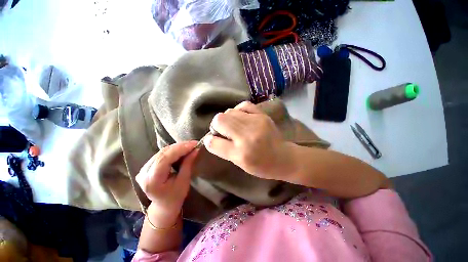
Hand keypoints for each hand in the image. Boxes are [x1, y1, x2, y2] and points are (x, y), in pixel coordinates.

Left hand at [136, 141, 198, 225]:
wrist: (163, 205)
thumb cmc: (175, 196)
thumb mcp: (184, 181)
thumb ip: (188, 163)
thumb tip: (196, 149)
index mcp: (152, 180)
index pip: (165, 159)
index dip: (180, 149)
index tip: (194, 144)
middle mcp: (144, 173)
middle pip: (163, 153)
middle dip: (180, 146)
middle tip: (194, 144)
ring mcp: (143, 169)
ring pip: (162, 152)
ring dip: (177, 147)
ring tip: (190, 145)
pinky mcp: (146, 166)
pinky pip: (161, 154)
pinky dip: (173, 150)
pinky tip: (182, 149)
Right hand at [204, 101, 296, 179]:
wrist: (284, 157)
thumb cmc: (261, 165)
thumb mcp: (240, 163)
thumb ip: (223, 150)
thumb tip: (210, 138)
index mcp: (241, 153)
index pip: (214, 142)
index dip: (210, 140)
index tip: (213, 139)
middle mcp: (247, 136)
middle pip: (219, 120)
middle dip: (216, 126)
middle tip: (223, 132)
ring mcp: (256, 122)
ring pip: (229, 112)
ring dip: (227, 119)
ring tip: (233, 126)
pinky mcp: (262, 115)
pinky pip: (243, 105)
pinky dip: (238, 111)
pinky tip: (241, 117)